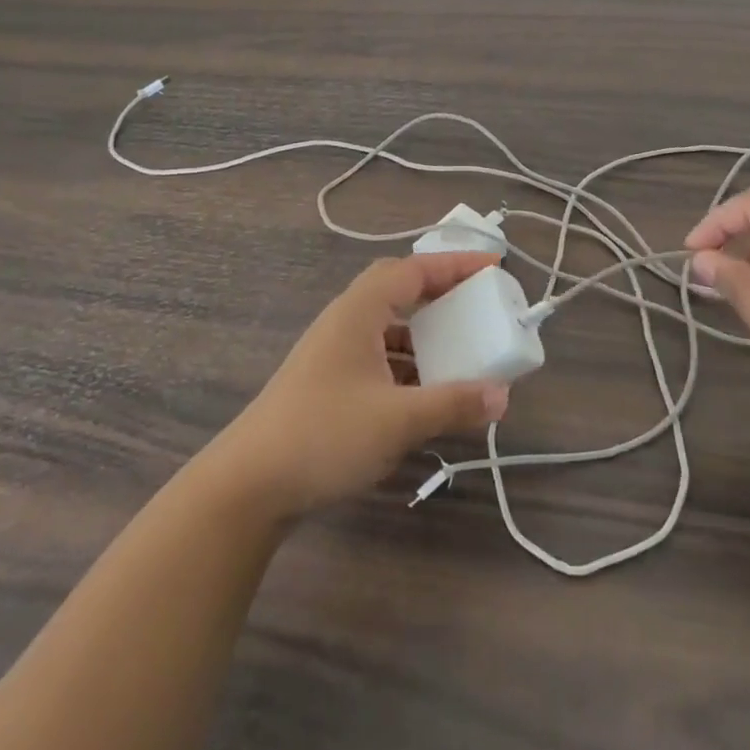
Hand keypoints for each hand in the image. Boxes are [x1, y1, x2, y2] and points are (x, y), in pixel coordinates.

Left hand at [206, 253, 509, 518]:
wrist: (248, 485)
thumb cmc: (324, 435)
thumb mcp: (397, 420)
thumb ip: (452, 403)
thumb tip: (502, 394)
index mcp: (360, 311)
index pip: (415, 270)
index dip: (456, 264)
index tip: (494, 265)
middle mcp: (347, 321)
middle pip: (400, 289)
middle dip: (441, 292)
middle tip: (477, 301)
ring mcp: (335, 351)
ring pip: (389, 326)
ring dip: (425, 333)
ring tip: (461, 348)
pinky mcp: (329, 381)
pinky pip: (379, 356)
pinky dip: (408, 364)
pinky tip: (426, 392)